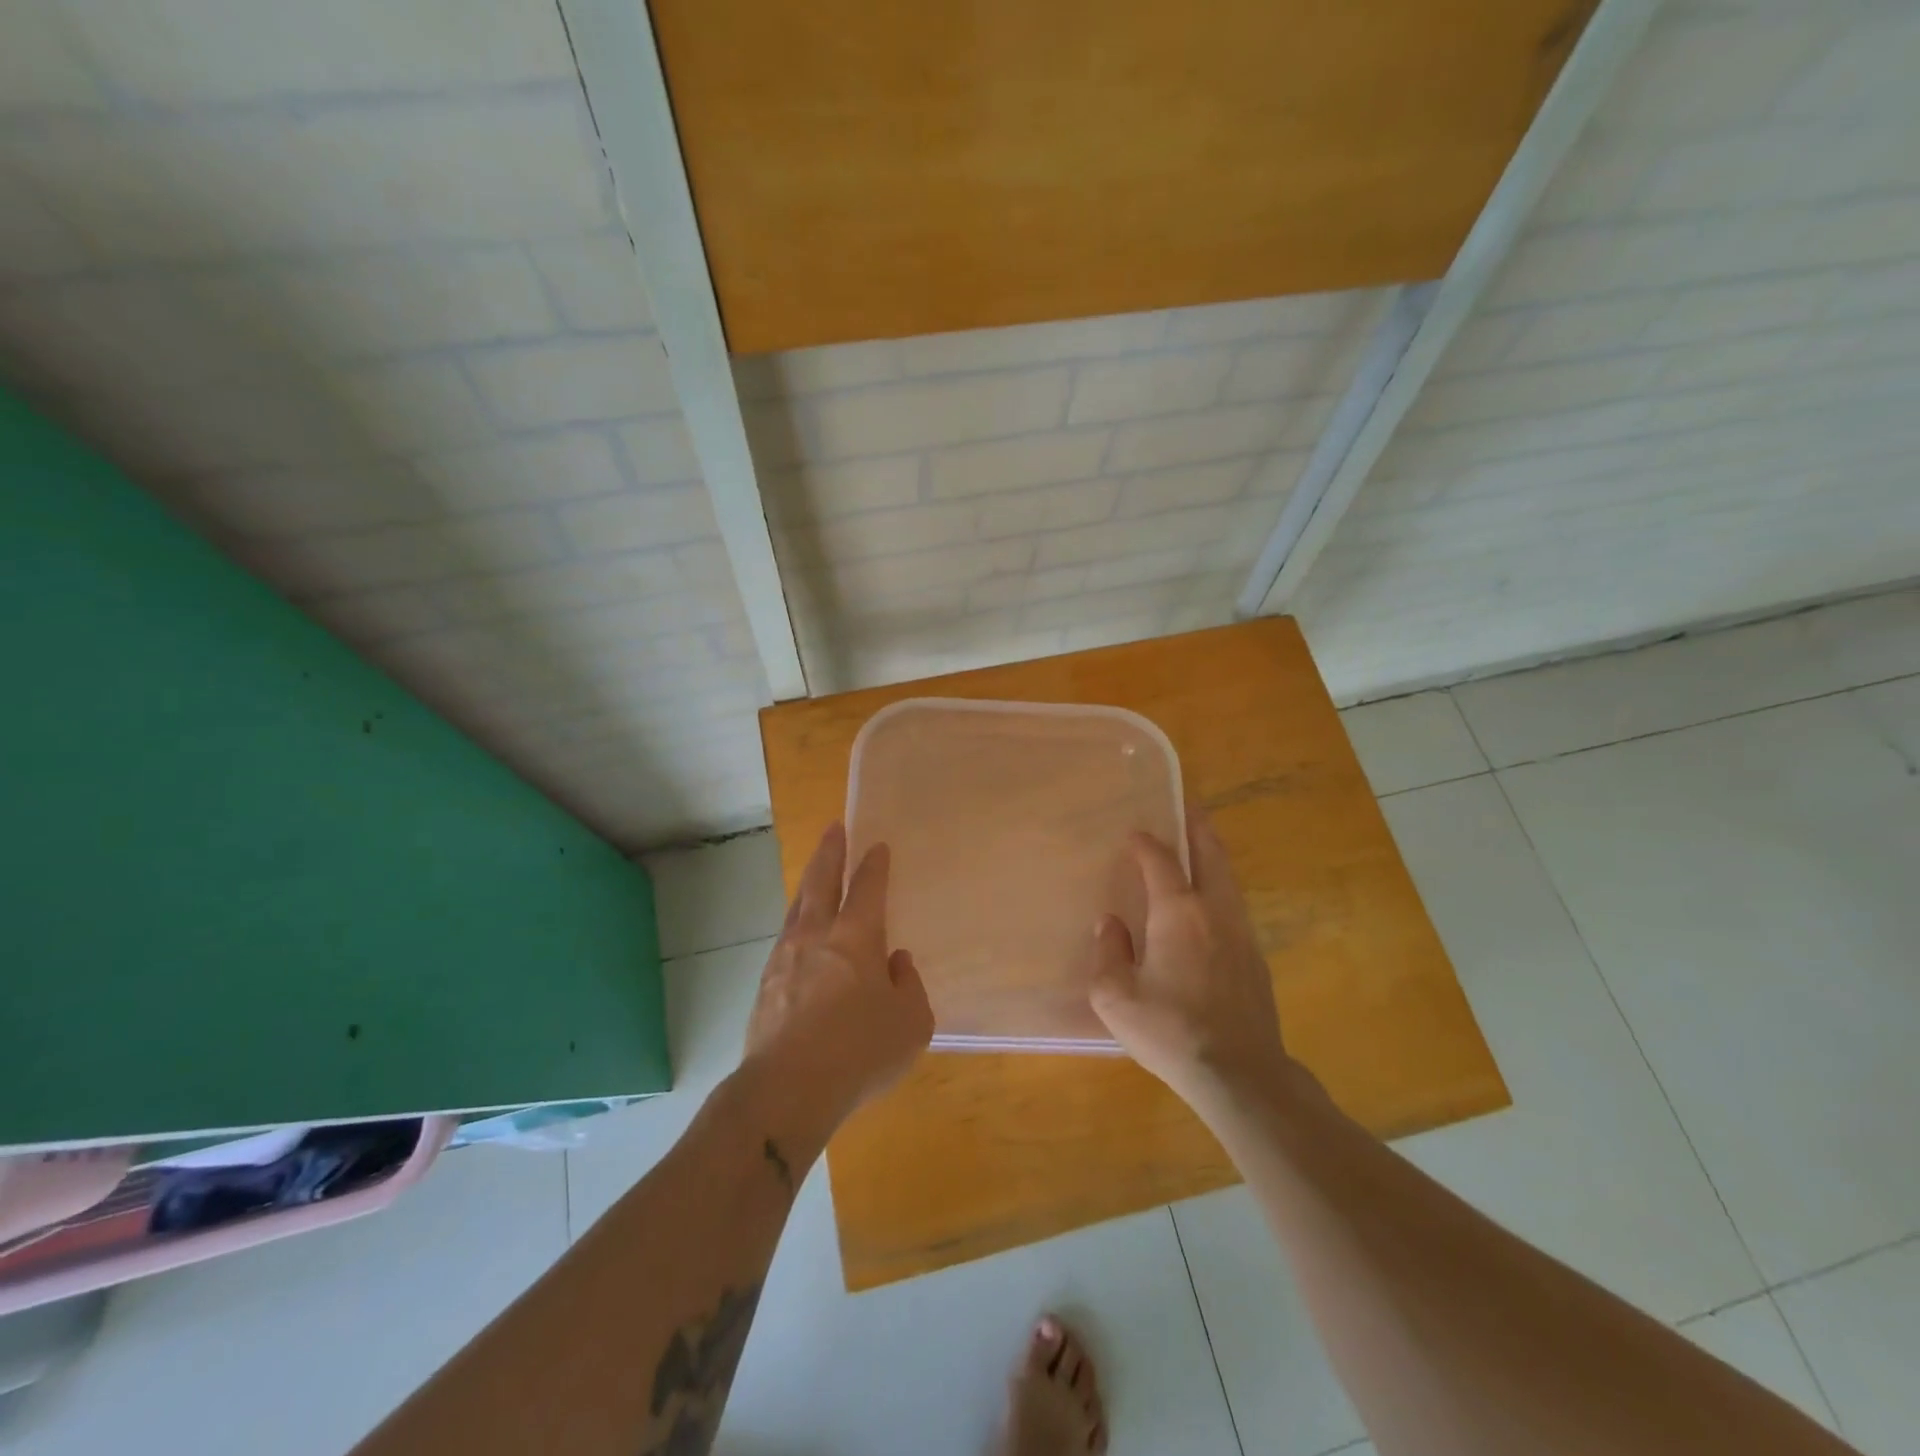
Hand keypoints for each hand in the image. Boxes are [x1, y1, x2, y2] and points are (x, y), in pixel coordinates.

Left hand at [744, 824, 933, 1132]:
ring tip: (814, 872)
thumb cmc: (860, 1051)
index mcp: (857, 938)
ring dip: (808, 882)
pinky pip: (785, 938)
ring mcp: (785, 957)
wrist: (788, 1088)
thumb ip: (909, 986)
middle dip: (830, 852)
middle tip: (833, 829)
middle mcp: (818, 935)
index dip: (874, 865)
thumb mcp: (910, 1023)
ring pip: (798, 906)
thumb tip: (896, 963)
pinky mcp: (766, 983)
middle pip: (822, 881)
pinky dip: (796, 923)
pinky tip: (799, 932)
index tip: (877, 846)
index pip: (868, 888)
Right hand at [1089, 808, 1289, 1111]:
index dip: (1145, 842)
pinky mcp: (1256, 958)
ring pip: (1228, 878)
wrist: (1240, 1074)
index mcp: (1178, 912)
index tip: (1132, 834)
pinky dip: (1219, 888)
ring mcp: (1242, 933)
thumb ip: (1108, 953)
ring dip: (1212, 855)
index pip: (1160, 860)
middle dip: (1197, 825)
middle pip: (1210, 853)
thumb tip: (1110, 924)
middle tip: (1188, 805)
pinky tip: (1208, 905)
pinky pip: (1234, 906)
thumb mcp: (1116, 997)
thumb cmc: (1170, 1031)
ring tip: (1198, 846)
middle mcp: (1214, 911)